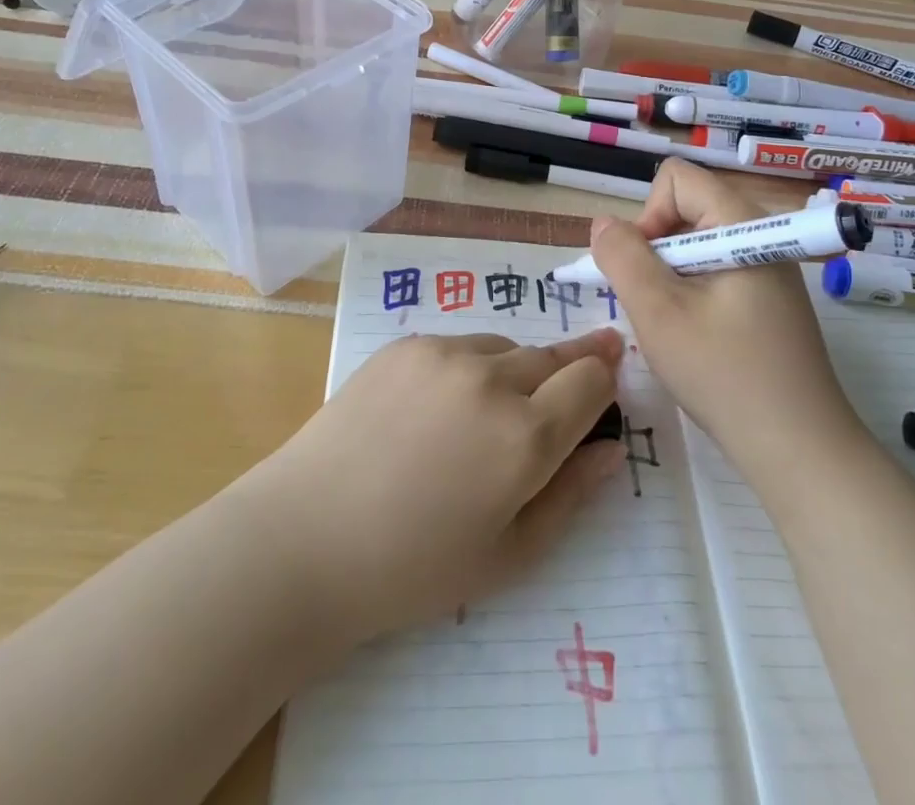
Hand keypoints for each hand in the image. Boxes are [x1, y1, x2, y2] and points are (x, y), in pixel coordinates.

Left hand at [256, 330, 624, 642]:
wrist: (304, 540)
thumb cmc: (412, 568)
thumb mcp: (507, 555)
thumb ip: (569, 496)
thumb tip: (610, 450)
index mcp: (525, 437)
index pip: (591, 380)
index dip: (605, 379)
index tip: (609, 379)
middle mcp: (492, 379)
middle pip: (553, 356)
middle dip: (570, 368)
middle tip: (575, 377)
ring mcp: (444, 354)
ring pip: (505, 348)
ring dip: (514, 371)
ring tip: (488, 412)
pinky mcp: (406, 344)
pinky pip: (458, 346)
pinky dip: (467, 368)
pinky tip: (438, 408)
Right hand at [591, 160, 866, 475]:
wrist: (801, 451)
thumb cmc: (725, 375)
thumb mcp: (659, 312)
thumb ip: (623, 258)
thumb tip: (603, 224)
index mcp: (741, 224)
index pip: (677, 179)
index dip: (648, 215)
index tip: (646, 270)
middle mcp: (759, 234)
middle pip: (686, 209)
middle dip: (655, 250)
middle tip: (655, 305)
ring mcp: (768, 268)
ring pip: (696, 244)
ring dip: (670, 277)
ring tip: (674, 327)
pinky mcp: (769, 299)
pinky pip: (715, 272)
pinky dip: (692, 294)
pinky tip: (696, 339)